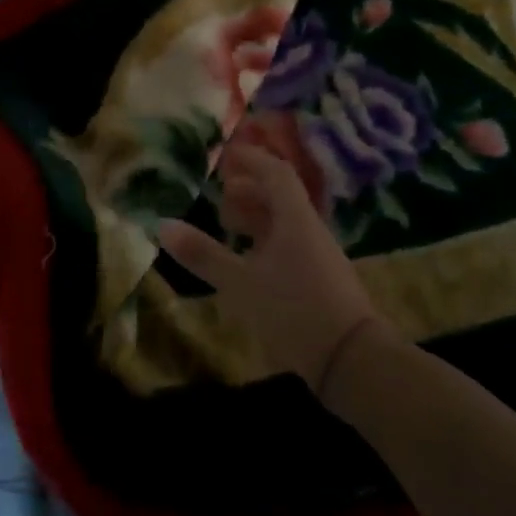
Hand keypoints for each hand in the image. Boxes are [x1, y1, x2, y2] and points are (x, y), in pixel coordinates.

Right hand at [158, 143, 400, 392]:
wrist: (352, 360)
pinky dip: (264, 243)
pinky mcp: (320, 280)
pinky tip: (248, 262)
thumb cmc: (293, 309)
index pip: (275, 173)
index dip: (251, 160)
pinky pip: (289, 246)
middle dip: (250, 191)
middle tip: (221, 195)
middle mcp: (309, 230)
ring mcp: (318, 256)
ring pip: (284, 224)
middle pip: (280, 197)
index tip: (227, 154)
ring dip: (256, 219)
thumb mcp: (240, 283)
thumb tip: (163, 225)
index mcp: (294, 219)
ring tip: (228, 227)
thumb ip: (203, 254)